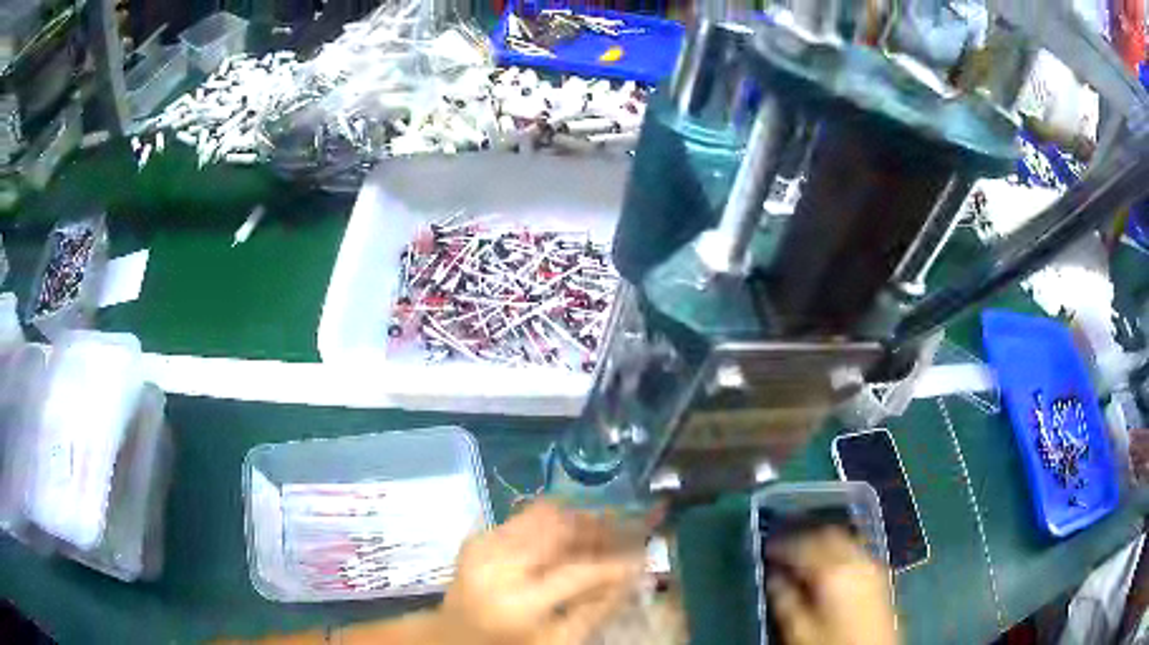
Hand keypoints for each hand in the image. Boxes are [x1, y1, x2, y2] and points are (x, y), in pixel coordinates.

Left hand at [436, 500, 649, 644]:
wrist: (451, 638)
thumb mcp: (556, 642)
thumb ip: (596, 611)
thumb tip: (634, 576)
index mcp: (518, 603)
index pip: (579, 572)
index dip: (616, 563)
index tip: (643, 556)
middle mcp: (498, 566)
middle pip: (560, 530)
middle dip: (601, 527)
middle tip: (630, 529)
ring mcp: (483, 547)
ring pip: (544, 515)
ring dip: (580, 518)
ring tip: (605, 528)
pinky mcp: (477, 538)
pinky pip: (524, 517)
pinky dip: (554, 520)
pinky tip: (571, 532)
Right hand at [766, 527, 896, 644]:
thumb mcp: (799, 630)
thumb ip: (784, 599)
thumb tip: (773, 576)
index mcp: (835, 571)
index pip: (804, 544)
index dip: (782, 543)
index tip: (766, 547)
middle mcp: (858, 559)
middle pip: (829, 533)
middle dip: (804, 536)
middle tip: (783, 545)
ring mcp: (874, 566)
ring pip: (845, 539)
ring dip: (823, 541)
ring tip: (804, 553)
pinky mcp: (881, 575)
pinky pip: (856, 551)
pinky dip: (839, 551)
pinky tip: (828, 565)